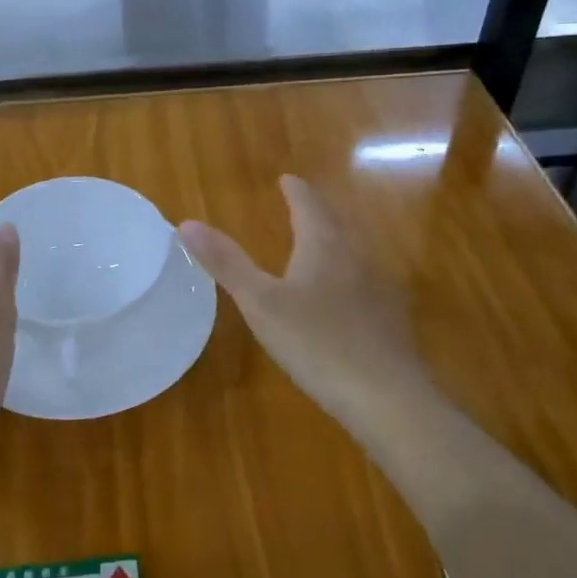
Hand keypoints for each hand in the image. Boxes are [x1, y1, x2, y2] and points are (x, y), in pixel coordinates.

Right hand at [178, 176, 432, 430]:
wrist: (387, 398)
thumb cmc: (317, 343)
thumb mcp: (260, 304)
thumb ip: (226, 263)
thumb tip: (186, 223)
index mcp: (324, 246)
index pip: (309, 205)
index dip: (296, 191)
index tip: (287, 179)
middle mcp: (356, 257)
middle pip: (336, 223)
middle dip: (317, 212)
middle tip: (302, 204)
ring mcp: (379, 288)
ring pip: (354, 252)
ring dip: (334, 241)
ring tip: (318, 244)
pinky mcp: (390, 319)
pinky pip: (365, 282)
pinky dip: (348, 275)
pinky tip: (344, 297)